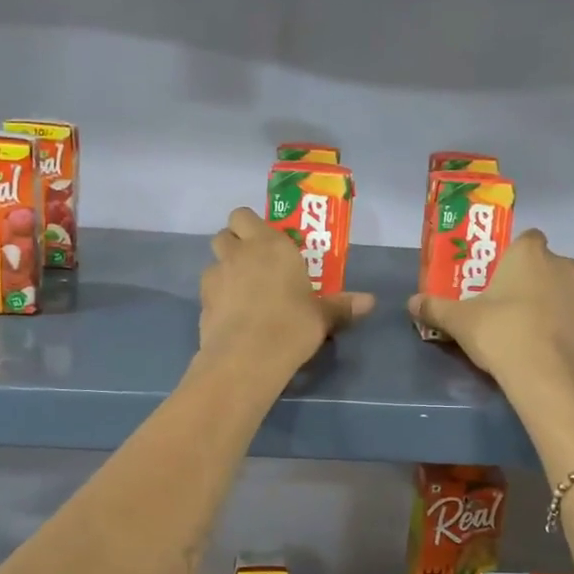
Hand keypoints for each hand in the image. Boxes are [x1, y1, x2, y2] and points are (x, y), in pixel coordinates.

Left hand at [200, 207, 375, 374]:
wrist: (247, 358)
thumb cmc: (291, 325)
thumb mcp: (322, 317)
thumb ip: (342, 306)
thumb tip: (371, 302)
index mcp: (269, 244)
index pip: (245, 215)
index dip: (252, 226)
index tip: (267, 243)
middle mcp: (238, 253)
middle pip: (224, 233)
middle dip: (235, 243)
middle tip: (254, 263)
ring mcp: (216, 277)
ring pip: (213, 261)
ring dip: (224, 270)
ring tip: (243, 292)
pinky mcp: (202, 303)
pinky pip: (209, 291)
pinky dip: (218, 297)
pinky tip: (233, 316)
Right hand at [407, 229, 573, 389]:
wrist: (548, 375)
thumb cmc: (500, 332)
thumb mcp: (459, 321)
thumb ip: (436, 308)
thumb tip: (411, 303)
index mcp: (529, 254)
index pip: (527, 238)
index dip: (515, 254)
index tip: (501, 274)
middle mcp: (562, 265)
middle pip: (546, 264)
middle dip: (532, 279)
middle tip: (509, 303)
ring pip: (563, 289)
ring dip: (551, 301)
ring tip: (529, 327)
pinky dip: (564, 325)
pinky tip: (547, 345)